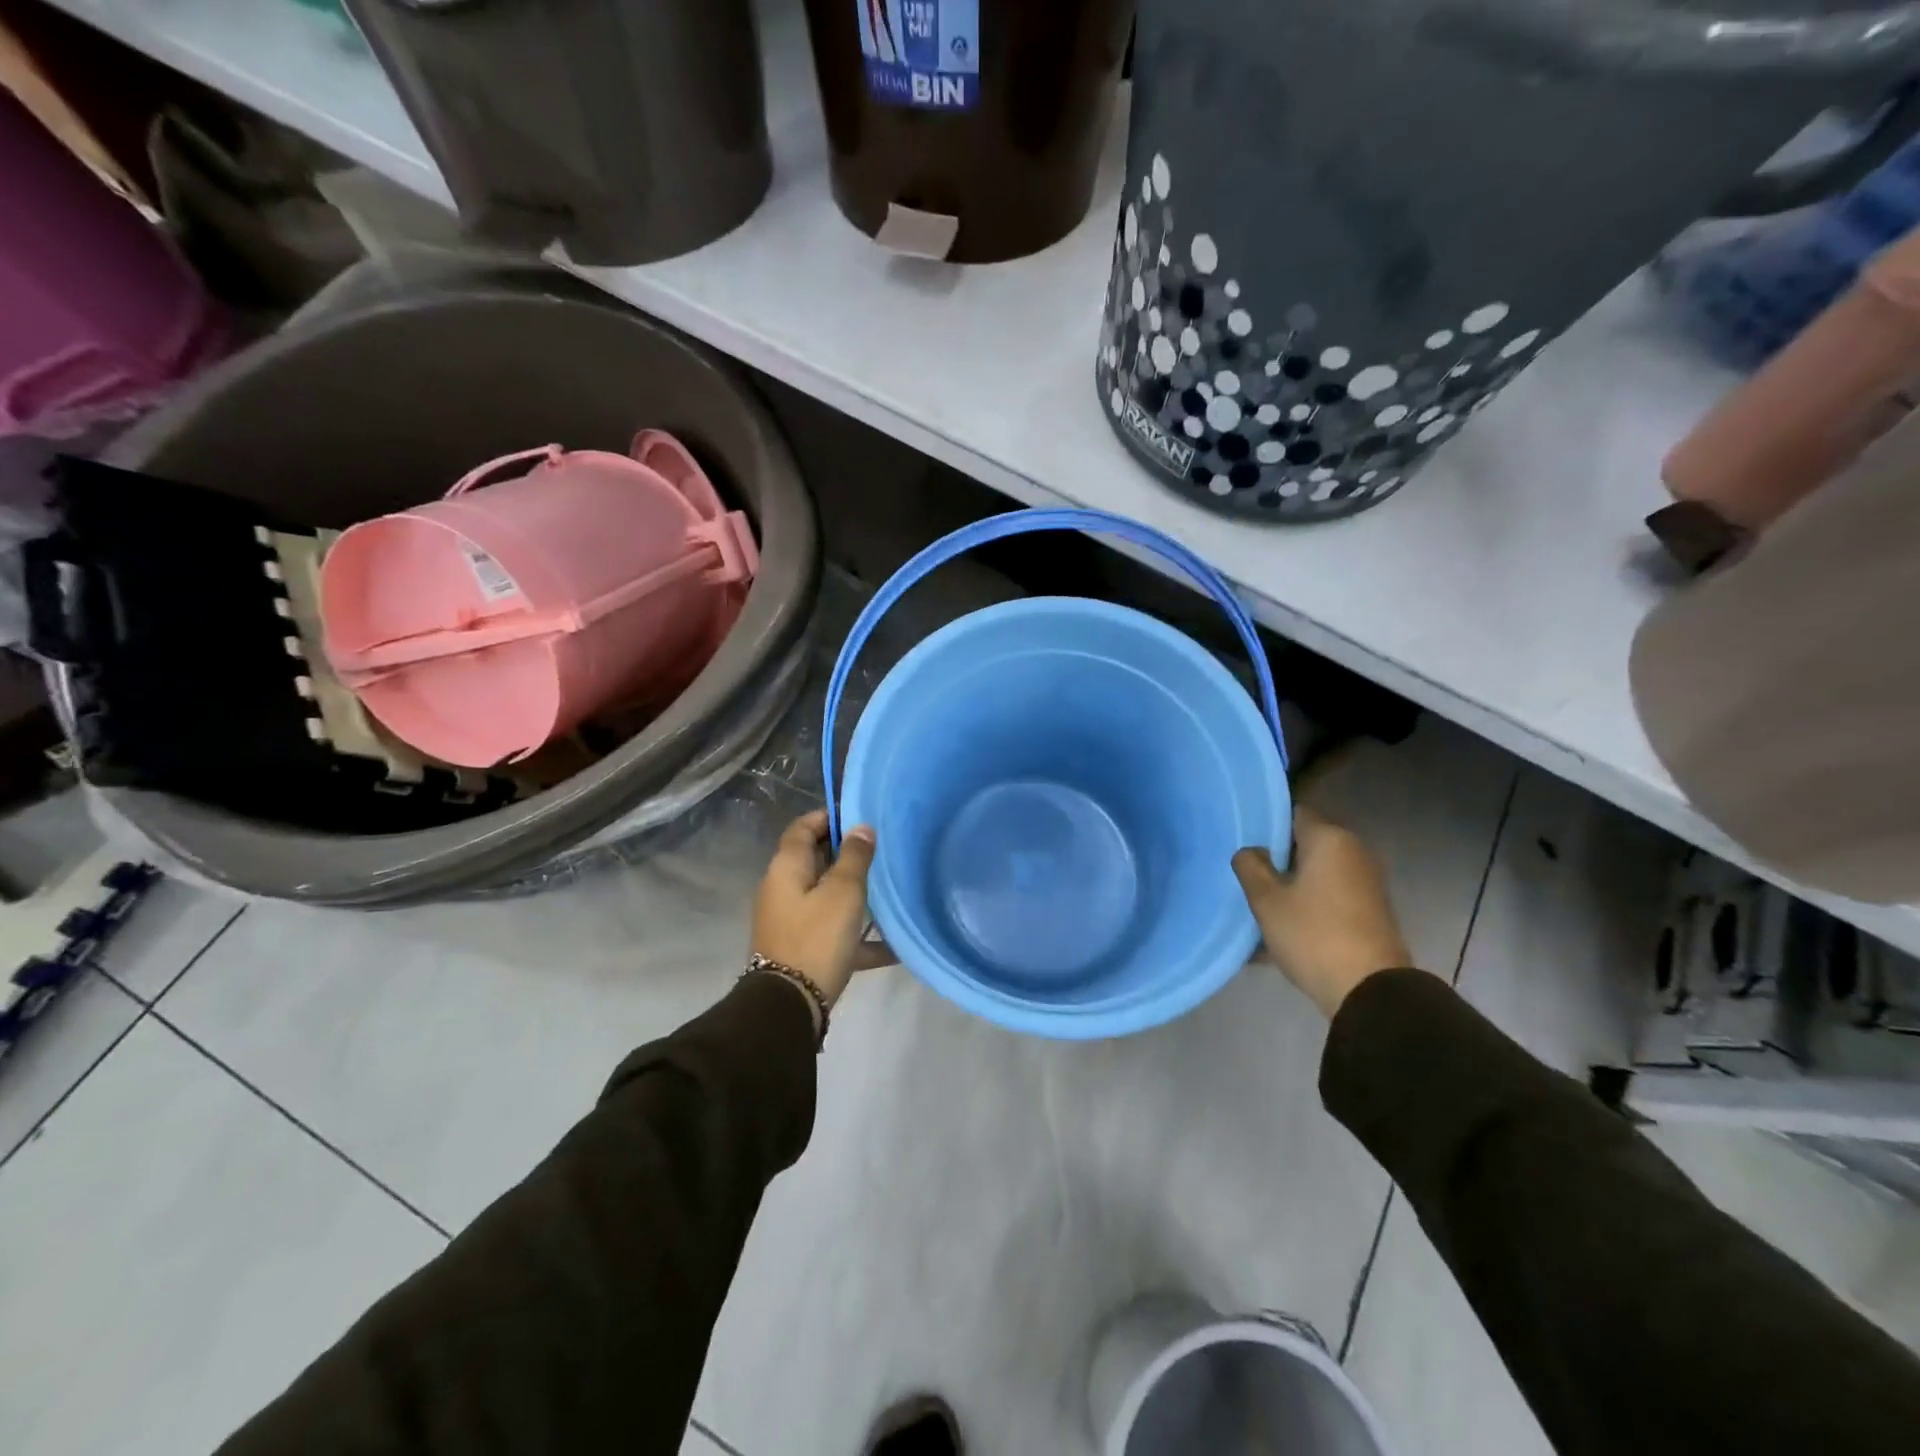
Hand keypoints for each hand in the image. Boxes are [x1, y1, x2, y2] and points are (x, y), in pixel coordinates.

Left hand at [752, 810, 887, 1011]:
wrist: (789, 1006)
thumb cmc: (816, 937)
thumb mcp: (843, 892)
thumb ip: (854, 857)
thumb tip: (861, 828)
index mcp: (787, 868)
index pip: (803, 828)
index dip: (828, 817)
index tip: (859, 816)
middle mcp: (784, 890)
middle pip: (815, 860)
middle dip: (847, 854)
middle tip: (882, 850)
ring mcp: (792, 921)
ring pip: (827, 897)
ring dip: (855, 893)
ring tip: (890, 889)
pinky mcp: (803, 949)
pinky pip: (835, 933)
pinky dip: (859, 935)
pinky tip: (894, 945)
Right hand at [1232, 806, 1412, 1018]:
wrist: (1370, 991)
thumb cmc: (1313, 935)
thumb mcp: (1266, 900)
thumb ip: (1250, 866)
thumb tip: (1250, 851)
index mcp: (1330, 839)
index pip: (1294, 813)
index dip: (1267, 824)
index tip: (1244, 843)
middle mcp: (1355, 852)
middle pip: (1307, 844)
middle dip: (1278, 858)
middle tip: (1247, 875)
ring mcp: (1367, 882)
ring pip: (1318, 873)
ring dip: (1292, 884)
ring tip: (1262, 904)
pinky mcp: (1371, 910)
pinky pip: (1330, 896)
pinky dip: (1309, 903)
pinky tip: (1284, 926)